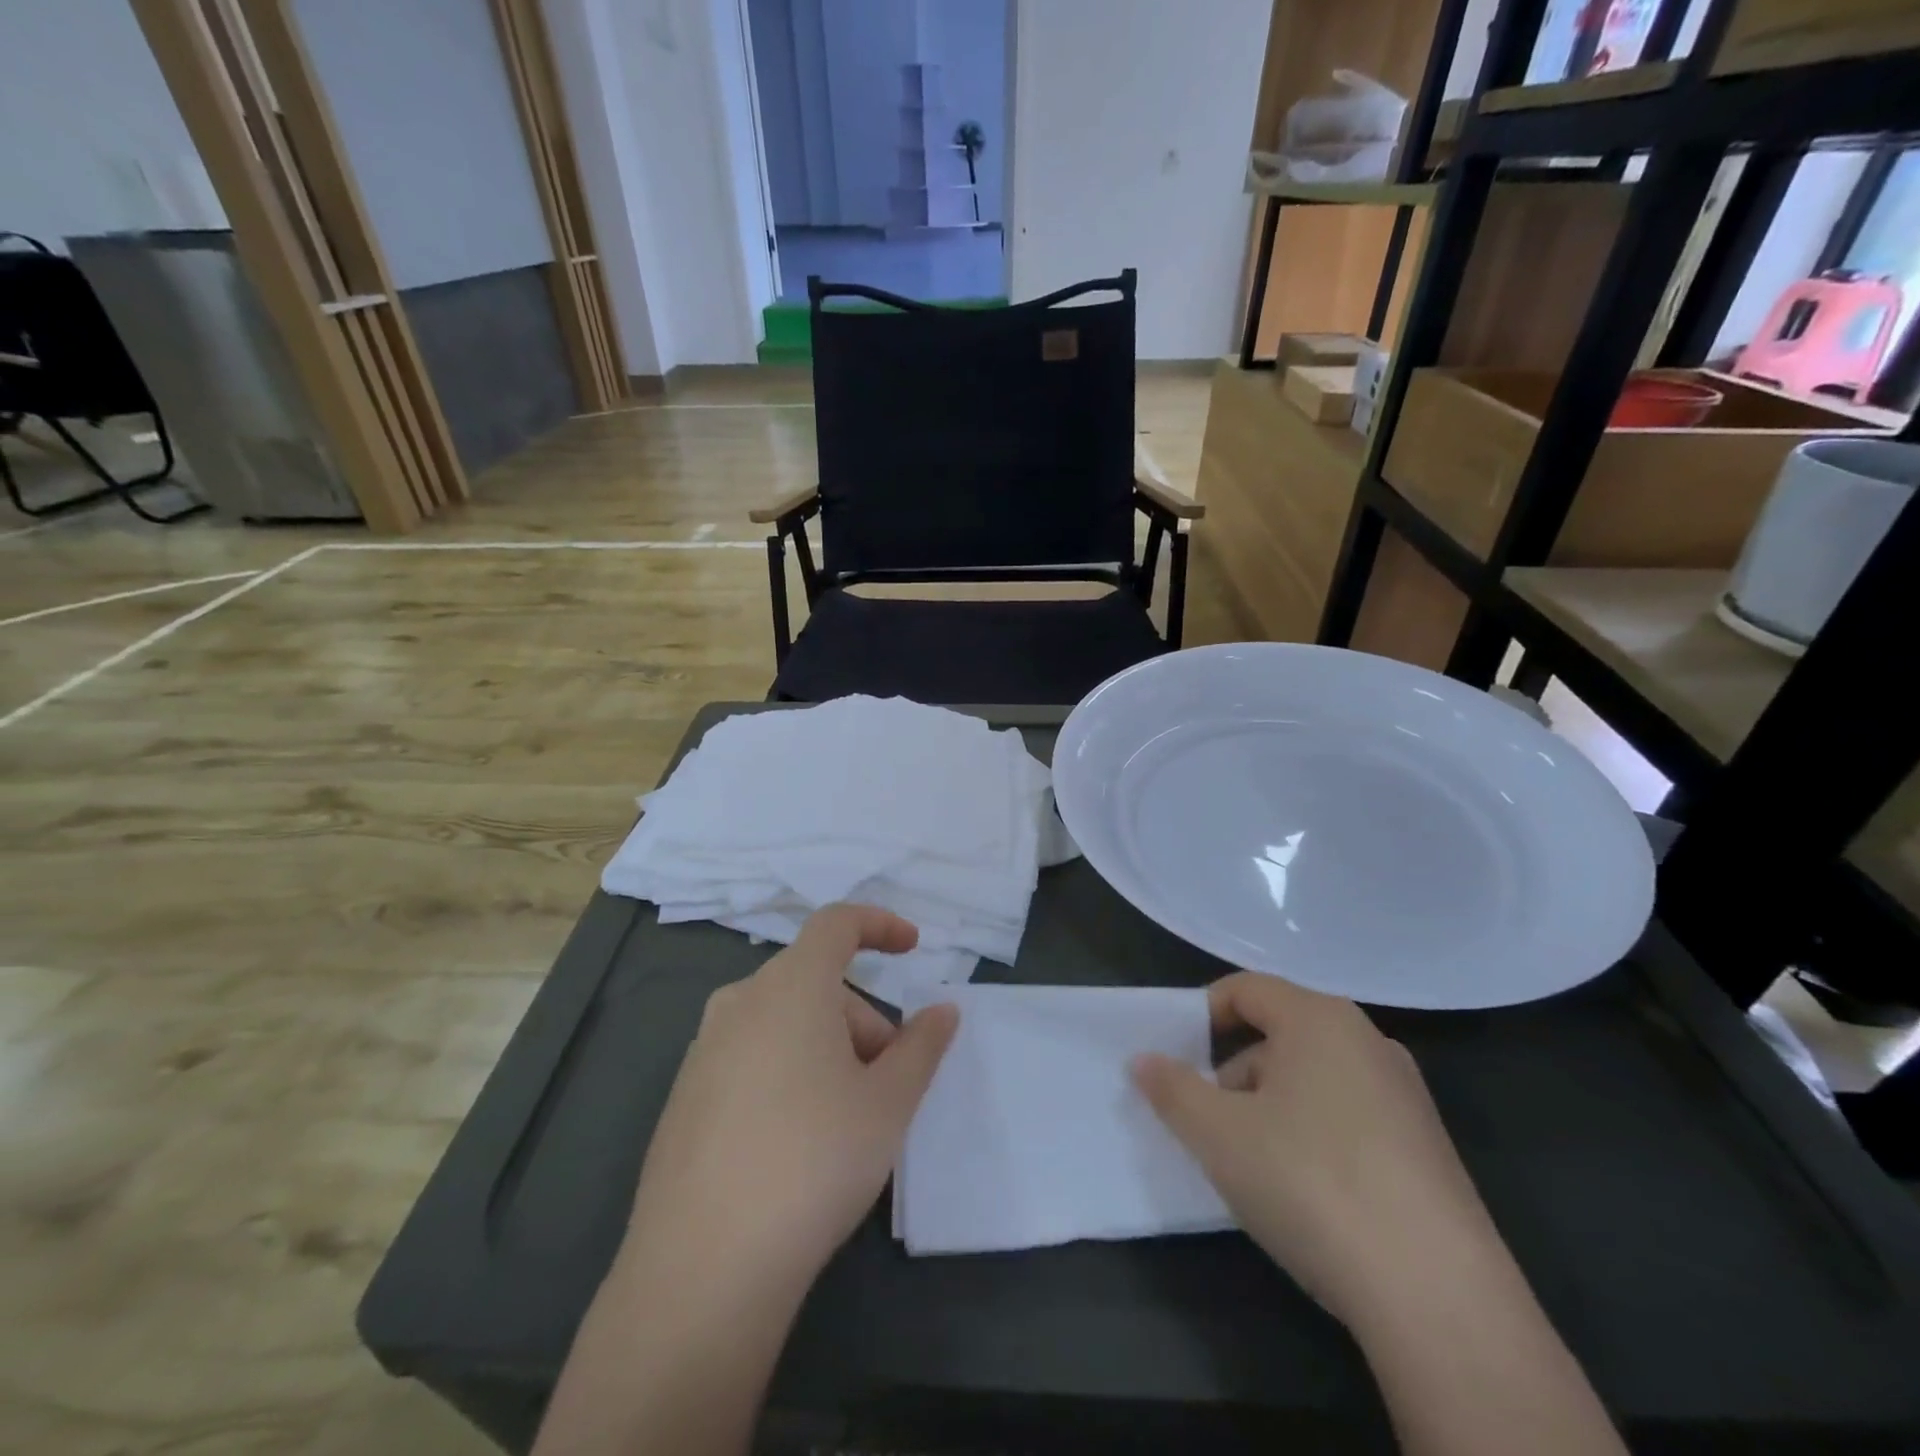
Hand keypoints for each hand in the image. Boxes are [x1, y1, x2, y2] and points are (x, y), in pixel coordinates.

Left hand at [620, 904, 958, 1300]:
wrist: (702, 1268)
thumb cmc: (814, 1161)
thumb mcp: (888, 1103)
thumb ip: (922, 1046)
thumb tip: (942, 1011)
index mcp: (791, 986)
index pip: (837, 923)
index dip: (879, 925)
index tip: (912, 949)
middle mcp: (740, 1001)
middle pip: (815, 982)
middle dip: (862, 1018)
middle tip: (888, 1081)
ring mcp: (704, 1048)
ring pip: (784, 1020)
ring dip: (827, 1046)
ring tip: (846, 1116)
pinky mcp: (685, 1094)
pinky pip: (751, 1055)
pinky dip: (787, 1070)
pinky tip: (795, 1141)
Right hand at [1132, 972, 1503, 1332]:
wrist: (1437, 1296)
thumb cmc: (1309, 1182)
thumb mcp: (1217, 1134)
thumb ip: (1171, 1088)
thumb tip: (1143, 1061)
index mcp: (1319, 1018)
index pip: (1246, 989)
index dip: (1202, 1015)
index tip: (1177, 1059)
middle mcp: (1368, 1041)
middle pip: (1279, 1034)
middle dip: (1235, 1072)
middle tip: (1210, 1123)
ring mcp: (1406, 1095)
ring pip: (1314, 1078)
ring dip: (1272, 1107)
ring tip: (1254, 1166)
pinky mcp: (1430, 1148)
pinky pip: (1350, 1116)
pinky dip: (1315, 1135)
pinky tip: (1307, 1192)